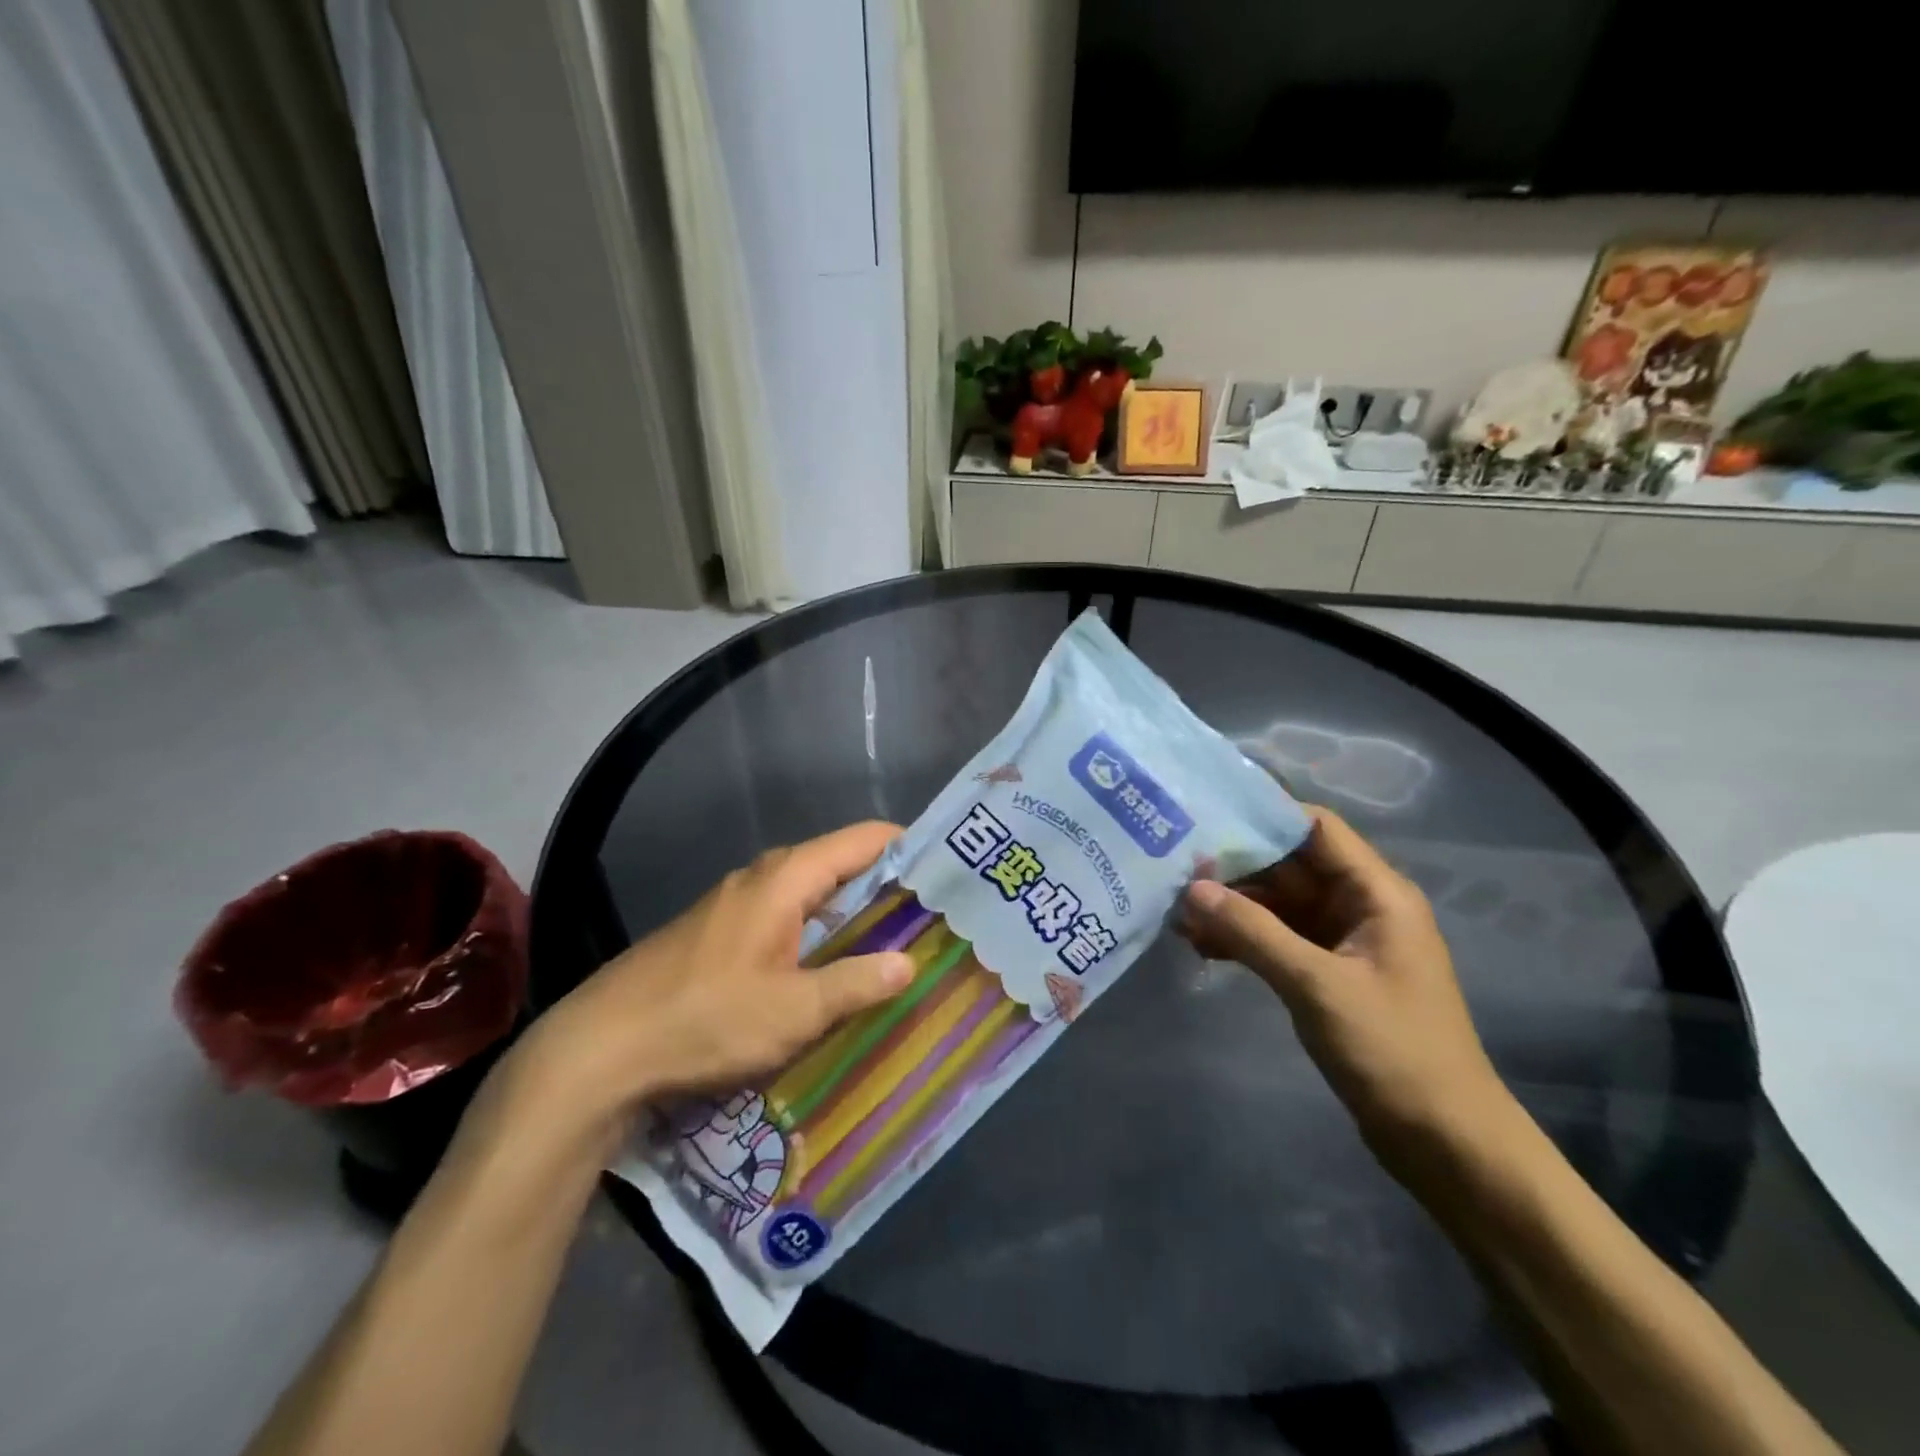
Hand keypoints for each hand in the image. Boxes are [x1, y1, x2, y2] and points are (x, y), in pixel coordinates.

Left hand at [506, 823, 914, 1139]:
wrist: (600, 1050)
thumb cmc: (704, 1019)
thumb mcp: (793, 1011)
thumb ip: (856, 983)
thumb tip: (909, 963)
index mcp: (786, 878)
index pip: (864, 839)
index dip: (909, 846)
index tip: (948, 870)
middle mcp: (763, 878)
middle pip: (841, 865)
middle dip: (888, 886)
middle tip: (933, 916)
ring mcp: (737, 905)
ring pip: (813, 895)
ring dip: (853, 915)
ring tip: (896, 944)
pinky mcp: (720, 934)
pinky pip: (787, 919)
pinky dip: (820, 934)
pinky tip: (833, 971)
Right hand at [1179, 806, 1511, 1167]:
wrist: (1444, 1142)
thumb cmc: (1393, 1051)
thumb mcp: (1316, 984)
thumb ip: (1252, 931)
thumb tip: (1192, 888)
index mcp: (1376, 893)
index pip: (1315, 829)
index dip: (1264, 815)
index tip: (1206, 815)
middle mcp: (1359, 906)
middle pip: (1290, 865)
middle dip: (1235, 867)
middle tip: (1175, 867)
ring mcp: (1343, 942)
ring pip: (1278, 905)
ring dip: (1233, 907)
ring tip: (1178, 913)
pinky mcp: (1328, 975)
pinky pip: (1278, 940)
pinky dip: (1244, 939)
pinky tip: (1201, 946)